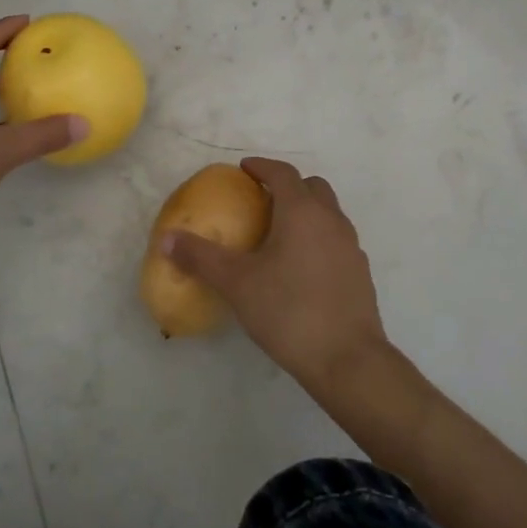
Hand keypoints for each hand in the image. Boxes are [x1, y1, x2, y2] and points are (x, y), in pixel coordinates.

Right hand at [162, 157, 389, 395]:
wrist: (347, 360)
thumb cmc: (288, 311)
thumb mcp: (236, 283)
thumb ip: (200, 257)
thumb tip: (166, 238)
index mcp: (302, 211)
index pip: (283, 173)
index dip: (261, 167)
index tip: (243, 170)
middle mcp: (331, 220)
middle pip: (312, 187)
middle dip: (287, 186)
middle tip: (261, 200)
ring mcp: (351, 246)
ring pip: (328, 213)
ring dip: (306, 212)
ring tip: (279, 234)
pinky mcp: (360, 272)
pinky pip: (336, 240)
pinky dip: (318, 238)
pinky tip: (300, 267)